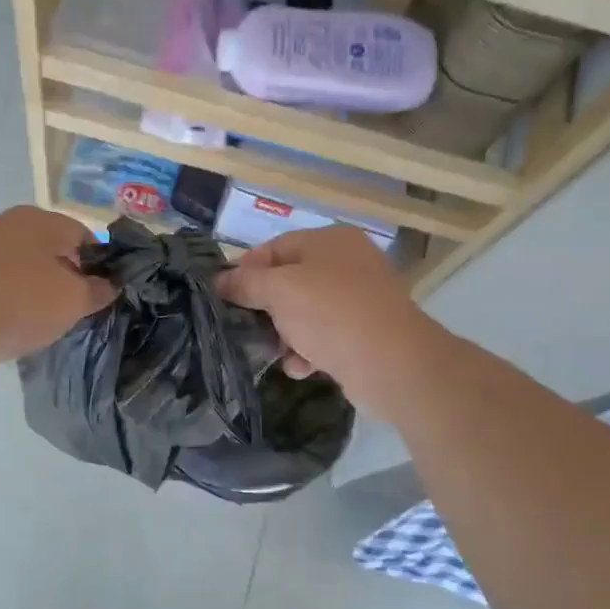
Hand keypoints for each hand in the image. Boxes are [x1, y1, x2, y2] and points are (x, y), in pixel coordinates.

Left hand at [0, 206, 115, 368]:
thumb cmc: (19, 304)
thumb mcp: (73, 301)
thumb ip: (98, 290)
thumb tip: (109, 284)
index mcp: (43, 220)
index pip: (87, 238)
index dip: (101, 268)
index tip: (102, 298)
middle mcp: (11, 222)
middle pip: (54, 251)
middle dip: (68, 280)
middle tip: (74, 312)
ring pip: (26, 267)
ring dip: (38, 291)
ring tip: (43, 323)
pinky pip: (0, 282)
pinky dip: (11, 299)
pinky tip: (12, 323)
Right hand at [216, 227, 441, 414]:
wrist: (390, 361)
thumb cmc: (329, 312)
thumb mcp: (278, 290)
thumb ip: (245, 283)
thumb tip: (219, 281)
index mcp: (330, 240)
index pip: (275, 247)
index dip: (245, 269)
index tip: (223, 295)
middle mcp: (349, 263)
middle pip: (291, 281)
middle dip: (266, 307)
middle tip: (244, 327)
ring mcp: (361, 299)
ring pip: (307, 312)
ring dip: (286, 333)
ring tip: (274, 352)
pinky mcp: (366, 334)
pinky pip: (326, 337)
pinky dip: (310, 351)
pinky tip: (301, 367)